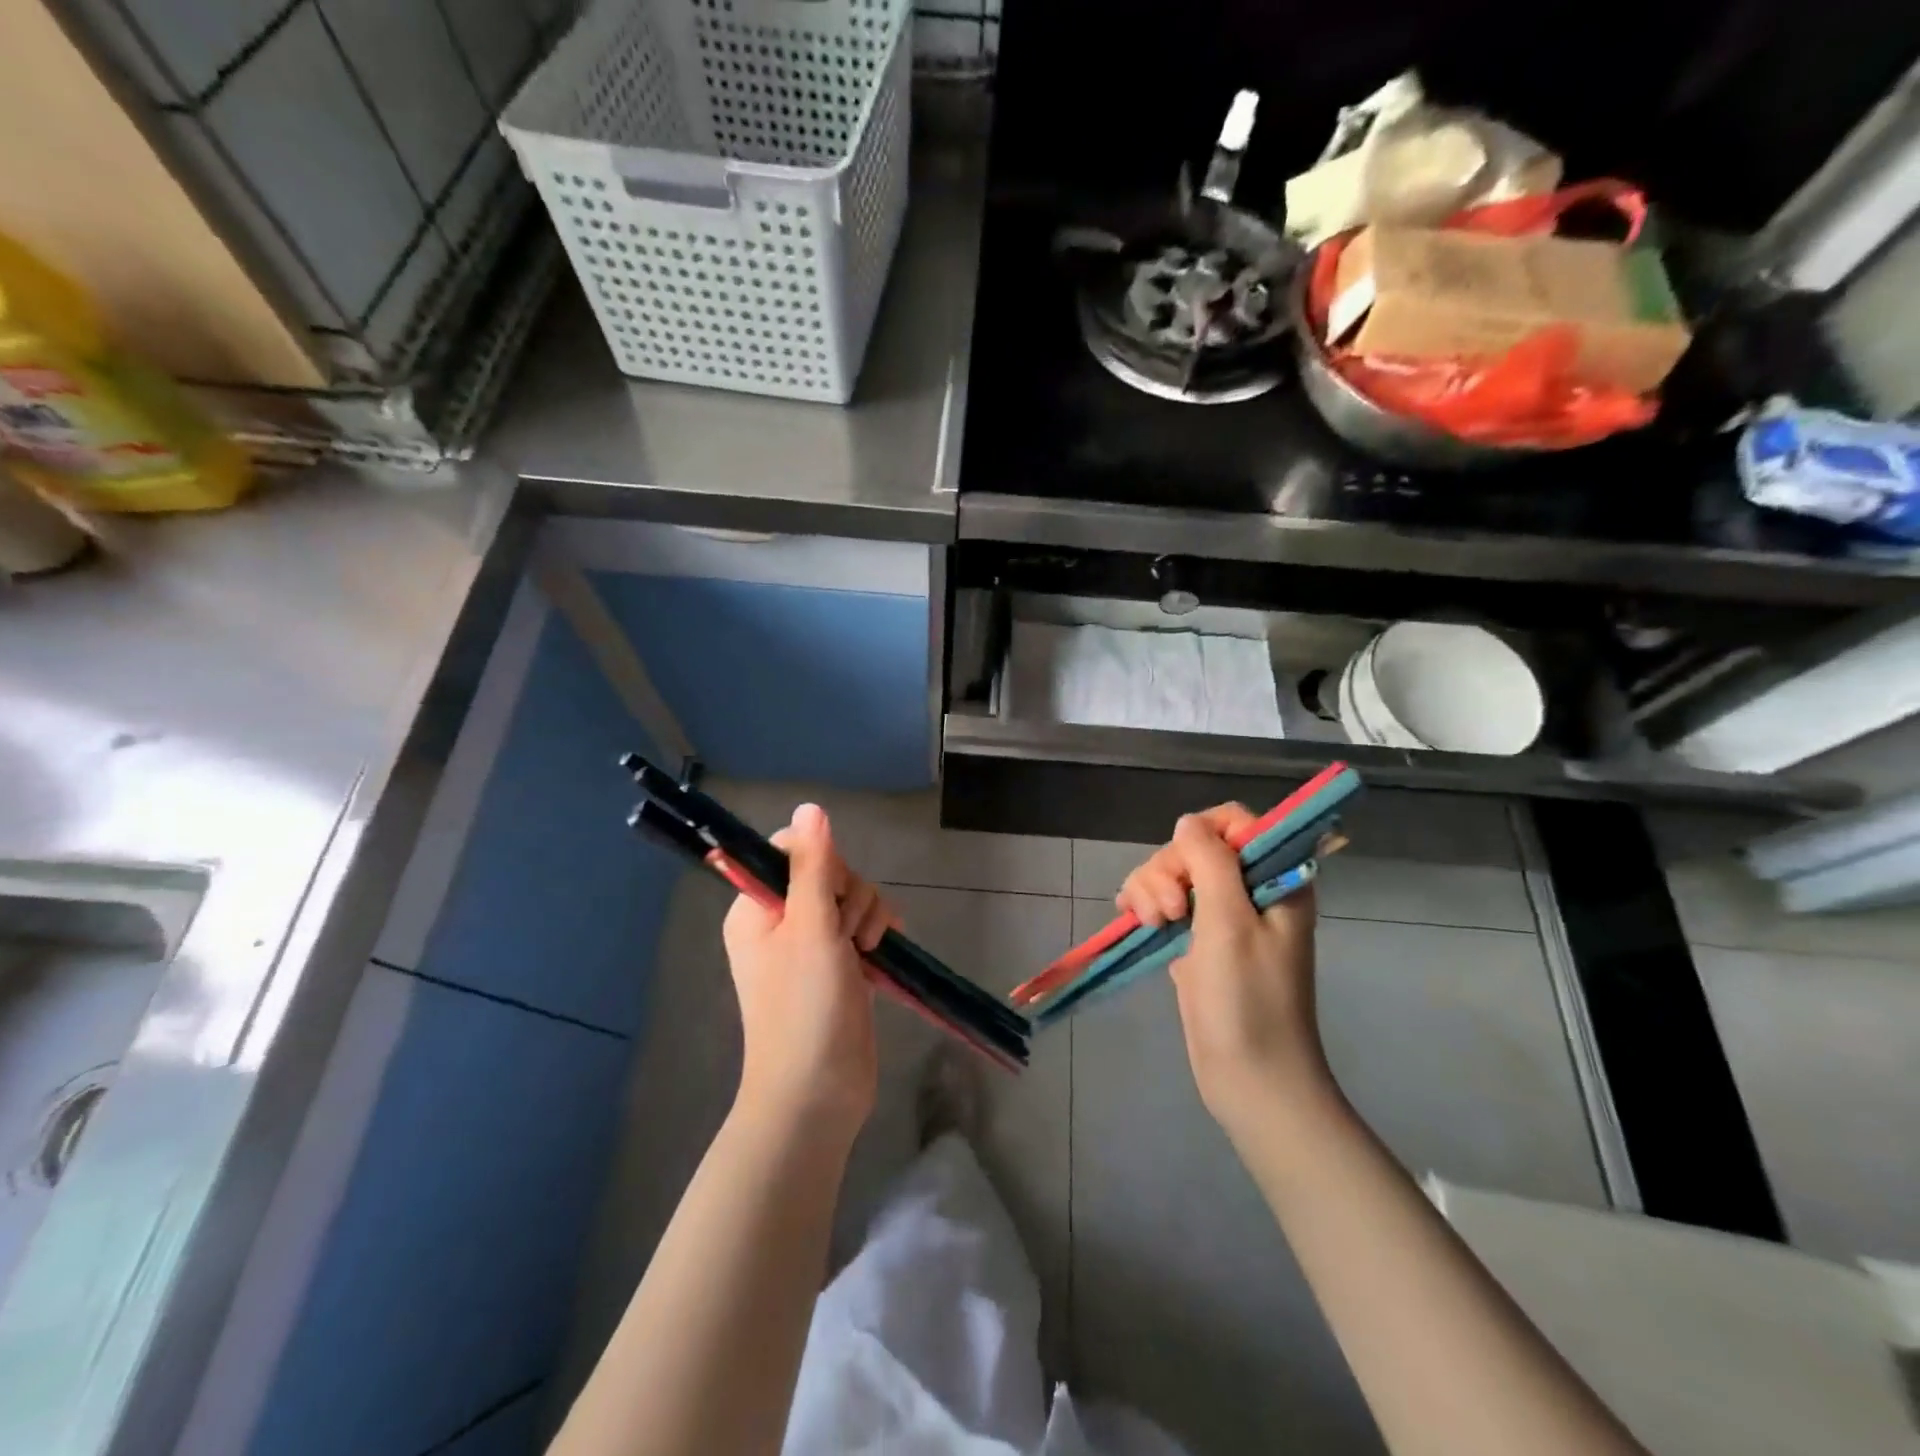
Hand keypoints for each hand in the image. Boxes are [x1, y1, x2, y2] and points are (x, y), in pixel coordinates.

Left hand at [722, 804, 891, 1135]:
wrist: (819, 1093)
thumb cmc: (805, 1009)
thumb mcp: (810, 929)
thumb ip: (812, 866)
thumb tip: (810, 806)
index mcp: (756, 908)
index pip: (790, 851)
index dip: (820, 861)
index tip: (830, 892)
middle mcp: (781, 920)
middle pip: (826, 870)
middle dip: (849, 894)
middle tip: (846, 934)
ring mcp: (812, 942)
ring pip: (850, 896)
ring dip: (867, 914)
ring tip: (864, 950)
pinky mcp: (840, 962)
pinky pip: (863, 923)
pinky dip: (877, 931)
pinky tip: (883, 950)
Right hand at [1117, 804, 1328, 1133]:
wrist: (1250, 1077)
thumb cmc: (1249, 998)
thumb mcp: (1229, 921)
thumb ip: (1210, 861)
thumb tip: (1188, 822)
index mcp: (1275, 878)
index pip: (1236, 823)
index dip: (1202, 835)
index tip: (1186, 868)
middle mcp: (1248, 890)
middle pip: (1194, 847)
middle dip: (1169, 870)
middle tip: (1172, 913)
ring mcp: (1219, 916)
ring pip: (1171, 874)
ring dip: (1152, 890)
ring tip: (1154, 926)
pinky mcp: (1194, 939)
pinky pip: (1162, 902)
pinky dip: (1145, 905)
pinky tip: (1135, 921)